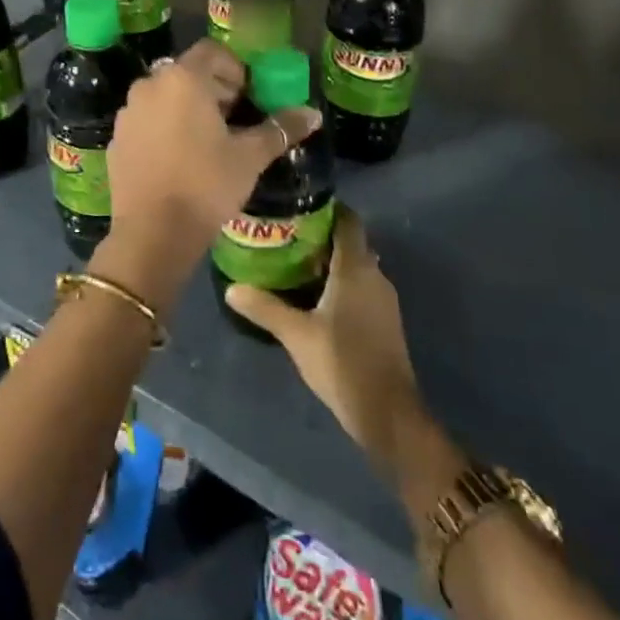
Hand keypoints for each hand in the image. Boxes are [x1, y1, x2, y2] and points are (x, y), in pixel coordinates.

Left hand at [97, 40, 320, 312]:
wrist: (153, 233)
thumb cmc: (207, 185)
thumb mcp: (250, 157)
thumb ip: (280, 129)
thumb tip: (314, 114)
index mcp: (183, 79)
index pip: (212, 51)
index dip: (234, 68)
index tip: (247, 96)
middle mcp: (150, 85)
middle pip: (186, 72)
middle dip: (212, 88)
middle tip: (234, 119)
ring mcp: (128, 112)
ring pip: (164, 96)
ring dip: (186, 107)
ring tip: (207, 141)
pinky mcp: (117, 138)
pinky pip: (146, 120)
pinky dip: (164, 127)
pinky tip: (179, 159)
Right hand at [223, 207, 424, 470]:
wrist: (388, 412)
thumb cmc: (342, 362)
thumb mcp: (296, 334)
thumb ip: (264, 307)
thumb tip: (232, 287)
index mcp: (355, 268)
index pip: (348, 221)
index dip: (327, 209)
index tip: (298, 206)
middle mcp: (374, 275)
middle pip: (350, 242)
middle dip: (322, 236)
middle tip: (286, 236)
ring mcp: (384, 299)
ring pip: (356, 266)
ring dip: (330, 261)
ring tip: (294, 265)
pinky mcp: (385, 320)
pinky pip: (361, 287)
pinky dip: (341, 283)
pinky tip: (315, 297)